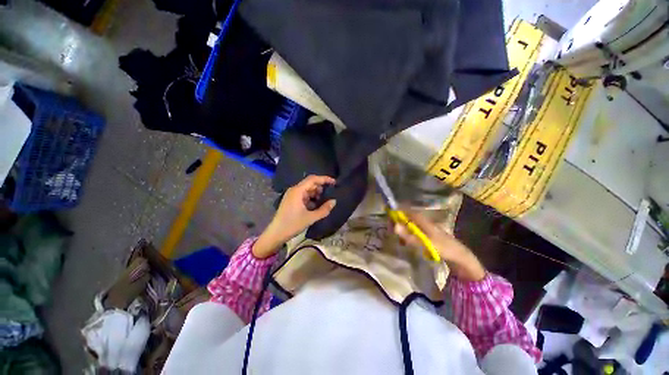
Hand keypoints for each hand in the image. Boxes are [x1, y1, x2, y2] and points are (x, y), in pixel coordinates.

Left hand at [252, 175, 336, 257]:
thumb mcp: (311, 218)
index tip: (334, 182)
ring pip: (307, 189)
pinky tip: (315, 205)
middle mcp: (294, 190)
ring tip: (323, 201)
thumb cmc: (293, 224)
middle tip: (330, 193)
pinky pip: (303, 195)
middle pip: (310, 183)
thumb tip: (334, 201)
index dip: (324, 179)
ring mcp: (292, 195)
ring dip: (316, 193)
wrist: (276, 233)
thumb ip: (324, 209)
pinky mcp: (291, 200)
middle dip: (321, 187)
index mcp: (298, 191)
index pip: (313, 179)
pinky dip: (311, 198)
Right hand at [393, 209, 485, 280]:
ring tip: (398, 239)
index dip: (396, 212)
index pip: (406, 211)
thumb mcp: (425, 243)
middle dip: (397, 222)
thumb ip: (409, 236)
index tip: (388, 218)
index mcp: (423, 220)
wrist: (460, 256)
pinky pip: (412, 230)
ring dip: (401, 229)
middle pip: (406, 217)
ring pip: (408, 224)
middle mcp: (423, 221)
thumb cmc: (443, 248)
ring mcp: (425, 227)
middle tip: (391, 231)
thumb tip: (395, 226)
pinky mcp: (426, 234)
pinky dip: (407, 234)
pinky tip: (405, 242)